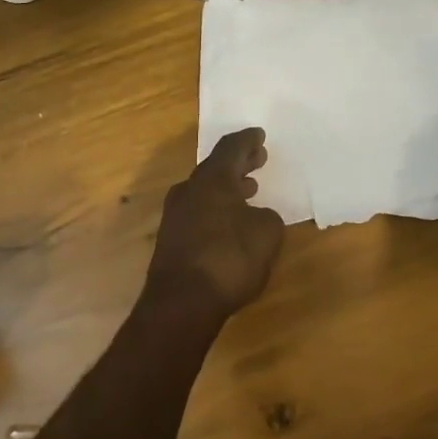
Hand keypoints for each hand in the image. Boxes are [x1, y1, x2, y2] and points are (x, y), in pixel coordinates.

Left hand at [146, 129, 285, 319]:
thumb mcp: (266, 234)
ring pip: (205, 191)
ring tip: (248, 190)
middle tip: (257, 159)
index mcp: (212, 180)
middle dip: (238, 164)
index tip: (259, 135)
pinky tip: (230, 222)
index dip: (247, 141)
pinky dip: (217, 209)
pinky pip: (198, 212)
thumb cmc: (229, 259)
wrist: (181, 302)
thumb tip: (255, 216)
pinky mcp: (171, 240)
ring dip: (227, 188)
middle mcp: (189, 191)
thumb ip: (266, 217)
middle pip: (215, 168)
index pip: (231, 148)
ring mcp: (175, 216)